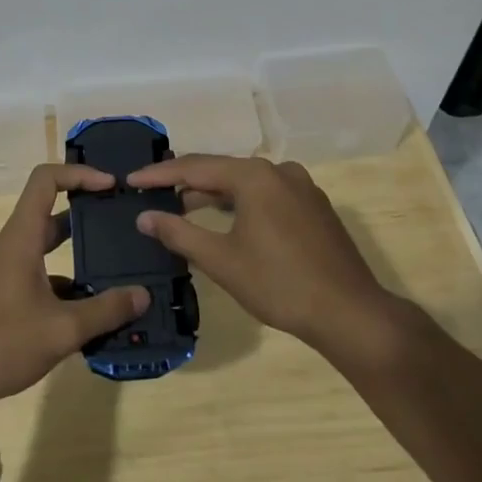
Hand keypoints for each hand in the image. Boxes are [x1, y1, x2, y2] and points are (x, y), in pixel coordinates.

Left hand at [0, 163, 150, 404]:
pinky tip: (81, 311)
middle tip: (119, 226)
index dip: (79, 174)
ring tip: (110, 272)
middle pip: (47, 215)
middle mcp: (8, 246)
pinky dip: (57, 283)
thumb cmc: (0, 341)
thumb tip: (143, 294)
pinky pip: (32, 275)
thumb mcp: (61, 329)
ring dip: (72, 255)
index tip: (110, 185)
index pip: (45, 181)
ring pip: (40, 249)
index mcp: (20, 238)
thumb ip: (105, 311)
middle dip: (84, 216)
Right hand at [127, 155, 412, 365]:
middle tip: (152, 192)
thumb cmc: (280, 284)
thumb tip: (145, 216)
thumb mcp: (222, 260)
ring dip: (213, 194)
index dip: (159, 175)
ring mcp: (301, 187)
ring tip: (182, 208)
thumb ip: (179, 233)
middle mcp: (278, 171)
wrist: (351, 314)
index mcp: (254, 176)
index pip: (195, 168)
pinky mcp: (314, 207)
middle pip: (221, 170)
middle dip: (185, 182)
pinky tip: (226, 221)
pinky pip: (266, 195)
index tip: (130, 181)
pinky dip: (240, 203)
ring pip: (245, 183)